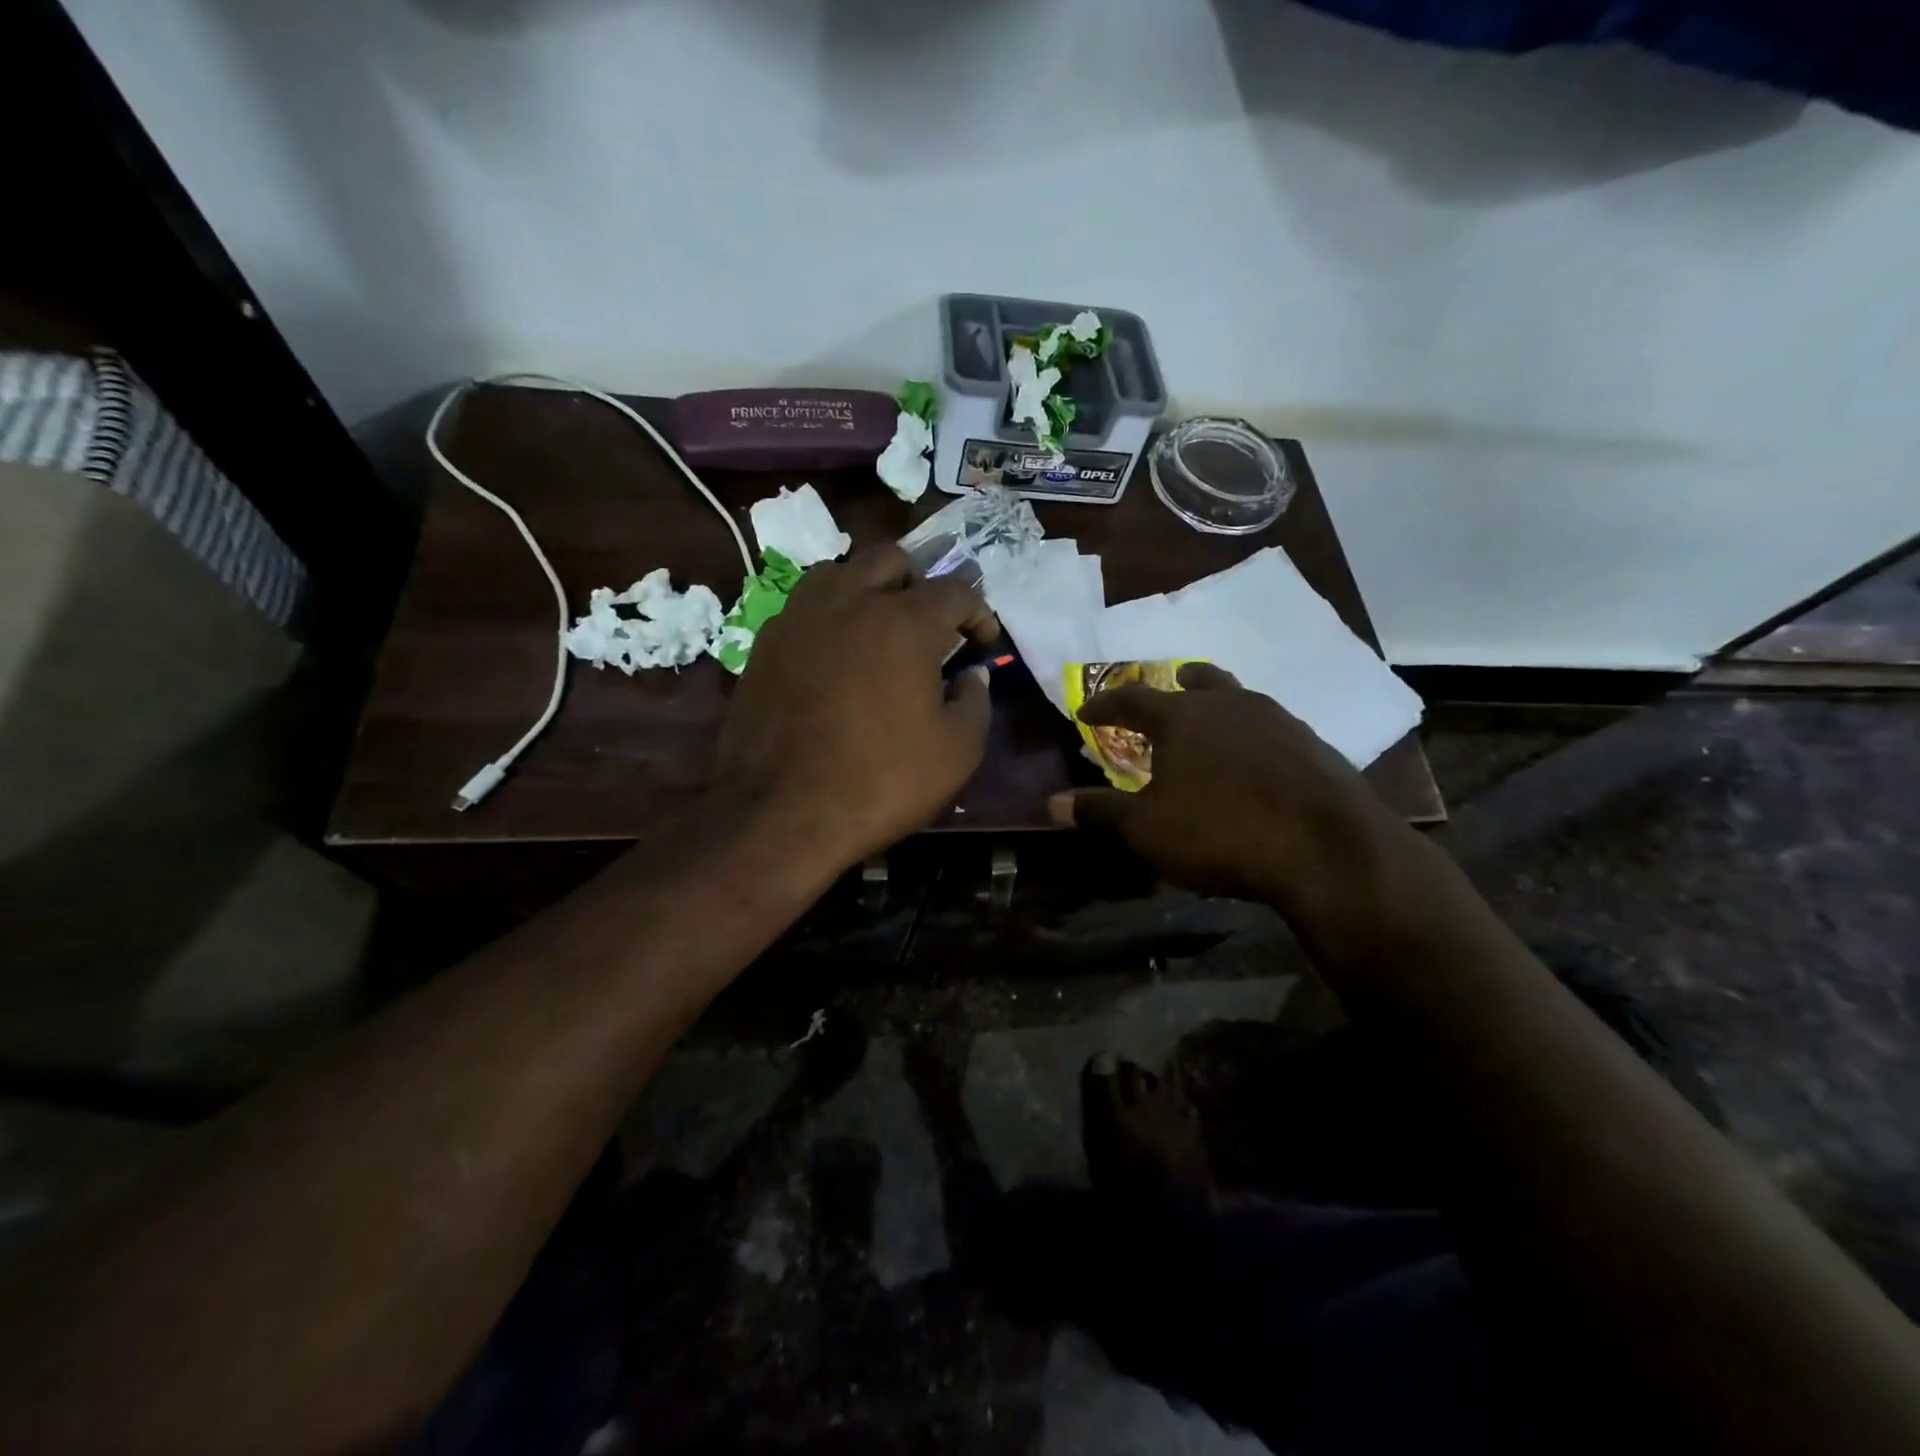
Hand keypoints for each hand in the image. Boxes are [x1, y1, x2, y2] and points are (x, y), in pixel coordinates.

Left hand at [715, 544, 998, 868]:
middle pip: (891, 559)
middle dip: (920, 585)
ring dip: (868, 590)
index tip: (982, 642)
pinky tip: (835, 657)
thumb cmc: (880, 782)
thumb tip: (971, 676)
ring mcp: (799, 617)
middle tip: (929, 627)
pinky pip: (805, 607)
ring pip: (840, 572)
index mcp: (904, 622)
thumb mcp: (956, 753)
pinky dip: (830, 617)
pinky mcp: (766, 643)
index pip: (954, 590)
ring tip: (877, 631)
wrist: (781, 814)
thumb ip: (975, 702)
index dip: (977, 612)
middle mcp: (850, 601)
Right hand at [1049, 663, 1407, 921]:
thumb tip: (1051, 803)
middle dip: (1178, 683)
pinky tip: (1259, 759)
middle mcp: (1230, 706)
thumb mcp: (1147, 829)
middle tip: (1171, 683)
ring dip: (1221, 704)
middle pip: (1200, 681)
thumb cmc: (1221, 831)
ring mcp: (1279, 722)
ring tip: (1214, 719)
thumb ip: (1099, 811)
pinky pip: (1274, 728)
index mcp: (1183, 717)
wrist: (1327, 849)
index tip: (1086, 711)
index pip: (1132, 699)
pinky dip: (1255, 735)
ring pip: (1242, 698)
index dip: (1105, 704)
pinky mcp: (1315, 747)